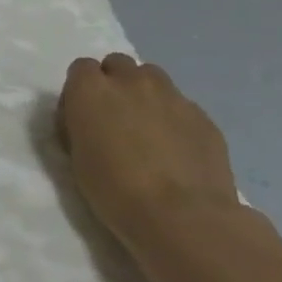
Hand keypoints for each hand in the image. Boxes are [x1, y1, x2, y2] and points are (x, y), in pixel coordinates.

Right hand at [59, 53, 239, 248]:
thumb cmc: (114, 190)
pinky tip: (177, 150)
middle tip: (116, 118)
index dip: (82, 90)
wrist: (182, 217)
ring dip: (146, 94)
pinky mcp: (203, 117)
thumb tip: (91, 121)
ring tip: (148, 130)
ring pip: (153, 79)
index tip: (83, 115)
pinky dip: (175, 119)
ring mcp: (171, 96)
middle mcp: (130, 81)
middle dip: (115, 83)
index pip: (81, 68)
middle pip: (118, 64)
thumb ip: (83, 124)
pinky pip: (182, 106)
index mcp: (90, 89)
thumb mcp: (77, 155)